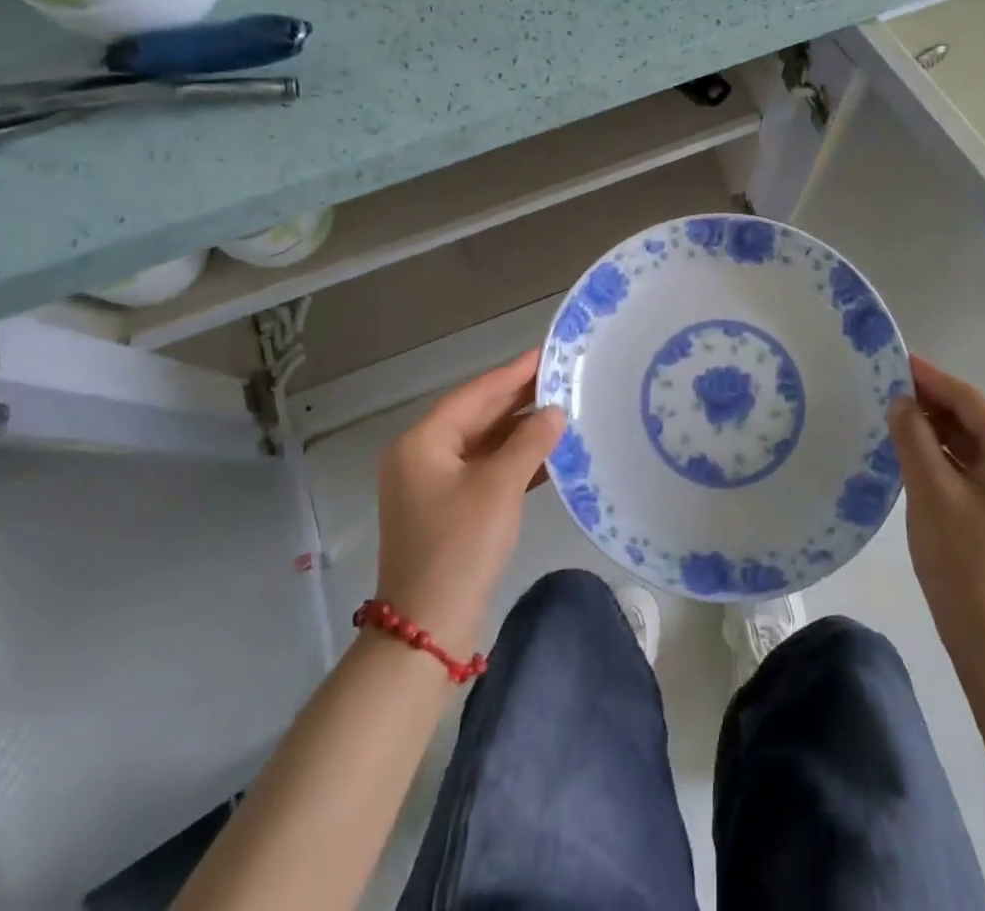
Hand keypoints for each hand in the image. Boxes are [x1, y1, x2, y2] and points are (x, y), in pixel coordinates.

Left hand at [375, 350, 563, 658]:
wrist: (428, 630)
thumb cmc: (460, 547)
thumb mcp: (499, 487)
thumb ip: (530, 442)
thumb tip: (556, 412)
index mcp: (422, 442)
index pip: (476, 394)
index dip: (514, 373)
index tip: (548, 353)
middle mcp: (421, 456)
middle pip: (477, 415)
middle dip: (519, 399)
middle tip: (562, 377)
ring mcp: (432, 484)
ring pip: (483, 443)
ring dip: (520, 430)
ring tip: (563, 410)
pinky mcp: (447, 509)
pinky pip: (484, 470)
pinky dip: (514, 460)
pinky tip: (549, 455)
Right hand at [886, 354, 984, 661]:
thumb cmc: (962, 559)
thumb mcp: (930, 491)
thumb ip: (913, 437)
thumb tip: (900, 401)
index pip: (970, 401)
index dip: (932, 378)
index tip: (897, 359)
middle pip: (972, 419)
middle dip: (930, 401)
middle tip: (886, 384)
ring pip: (968, 442)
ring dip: (933, 427)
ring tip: (892, 410)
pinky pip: (968, 465)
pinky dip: (940, 453)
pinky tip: (910, 446)